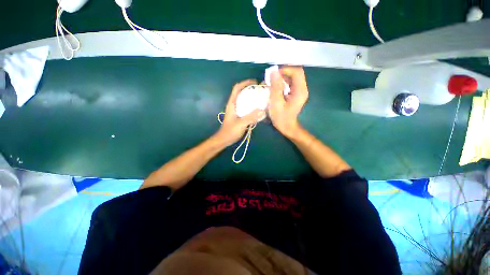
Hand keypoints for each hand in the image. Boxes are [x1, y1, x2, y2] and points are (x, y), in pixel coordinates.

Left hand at [214, 79, 265, 145]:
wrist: (224, 140)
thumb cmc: (230, 131)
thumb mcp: (240, 124)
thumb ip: (251, 117)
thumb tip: (263, 111)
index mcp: (232, 104)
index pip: (237, 88)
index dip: (245, 83)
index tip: (255, 82)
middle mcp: (234, 105)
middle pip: (242, 93)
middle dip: (251, 90)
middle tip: (261, 91)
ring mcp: (237, 111)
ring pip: (245, 101)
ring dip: (252, 98)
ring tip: (262, 99)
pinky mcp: (240, 116)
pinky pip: (247, 108)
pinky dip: (253, 107)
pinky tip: (259, 110)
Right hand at [268, 66, 308, 137]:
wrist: (287, 127)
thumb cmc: (281, 117)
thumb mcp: (276, 102)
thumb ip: (275, 87)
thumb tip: (274, 72)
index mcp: (300, 90)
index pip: (297, 72)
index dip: (285, 69)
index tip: (274, 74)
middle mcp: (302, 89)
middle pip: (295, 74)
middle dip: (282, 73)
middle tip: (271, 78)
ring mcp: (299, 91)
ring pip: (292, 78)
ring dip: (282, 78)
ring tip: (272, 83)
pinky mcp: (296, 94)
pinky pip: (290, 84)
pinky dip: (282, 83)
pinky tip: (275, 88)